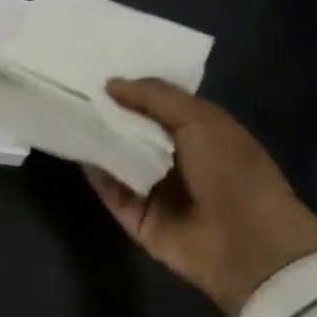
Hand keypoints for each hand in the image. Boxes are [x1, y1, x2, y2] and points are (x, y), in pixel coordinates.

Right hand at [87, 78, 316, 316]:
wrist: (250, 246)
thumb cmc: (233, 171)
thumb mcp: (200, 119)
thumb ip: (154, 96)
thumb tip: (109, 84)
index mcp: (200, 133)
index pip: (157, 105)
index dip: (131, 88)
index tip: (96, 69)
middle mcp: (176, 159)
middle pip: (134, 132)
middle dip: (108, 112)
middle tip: (72, 87)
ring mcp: (157, 191)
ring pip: (119, 160)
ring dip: (97, 140)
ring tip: (66, 112)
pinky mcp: (140, 220)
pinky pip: (112, 193)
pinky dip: (96, 174)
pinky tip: (76, 149)